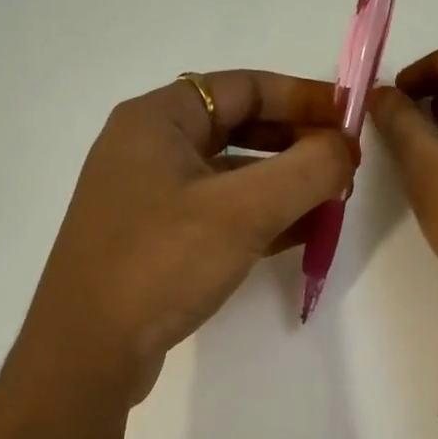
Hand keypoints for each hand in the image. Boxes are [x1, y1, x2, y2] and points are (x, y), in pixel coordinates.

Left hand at [25, 71, 355, 402]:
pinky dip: (261, 218)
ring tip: (333, 201)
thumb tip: (346, 148)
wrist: (87, 351)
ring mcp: (148, 197)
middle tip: (345, 165)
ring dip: (284, 184)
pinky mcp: (155, 239)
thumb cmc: (161, 261)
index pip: (243, 87)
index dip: (302, 97)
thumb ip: (307, 170)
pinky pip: (219, 213)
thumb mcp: (243, 210)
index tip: (350, 118)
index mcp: (157, 119)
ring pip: (231, 175)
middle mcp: (148, 148)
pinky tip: (302, 235)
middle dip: (297, 144)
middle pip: (238, 128)